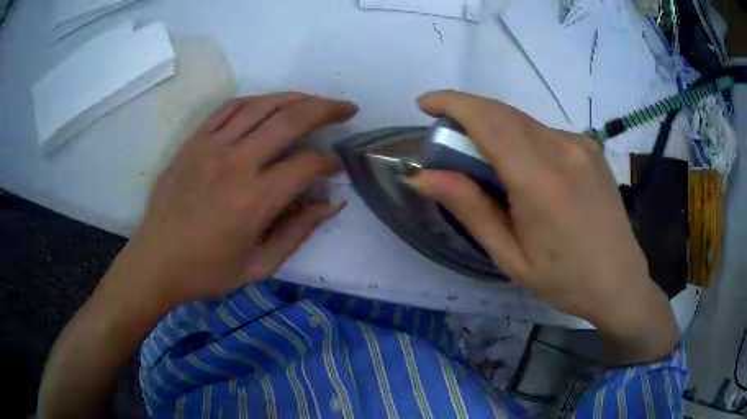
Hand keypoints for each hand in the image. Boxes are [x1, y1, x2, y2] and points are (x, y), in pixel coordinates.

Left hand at [38, 93, 357, 418]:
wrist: (155, 261)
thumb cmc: (206, 271)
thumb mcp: (259, 266)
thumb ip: (299, 232)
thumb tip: (332, 202)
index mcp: (253, 201)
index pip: (306, 164)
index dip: (329, 162)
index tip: (336, 168)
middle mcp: (235, 164)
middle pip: (290, 119)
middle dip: (326, 109)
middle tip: (347, 108)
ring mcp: (211, 146)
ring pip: (262, 105)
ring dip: (296, 97)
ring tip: (316, 101)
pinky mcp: (194, 141)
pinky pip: (230, 108)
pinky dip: (257, 101)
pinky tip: (271, 103)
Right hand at [411, 91, 677, 363]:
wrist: (619, 280)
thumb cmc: (564, 280)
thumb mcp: (510, 256)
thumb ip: (470, 209)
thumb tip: (425, 176)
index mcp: (540, 181)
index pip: (489, 121)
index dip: (453, 104)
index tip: (425, 103)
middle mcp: (563, 150)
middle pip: (504, 113)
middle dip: (468, 113)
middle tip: (449, 139)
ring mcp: (581, 144)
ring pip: (524, 121)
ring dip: (495, 129)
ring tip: (487, 164)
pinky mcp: (590, 147)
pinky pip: (545, 132)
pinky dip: (521, 139)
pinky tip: (526, 171)